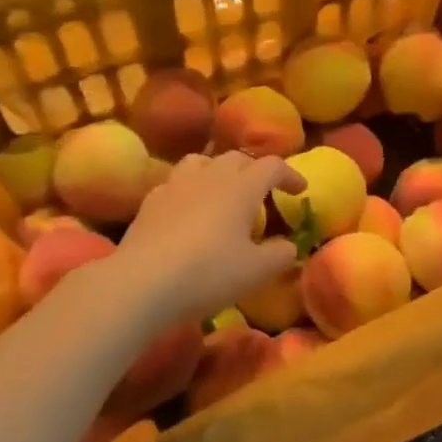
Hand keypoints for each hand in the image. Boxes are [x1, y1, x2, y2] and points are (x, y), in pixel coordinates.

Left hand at [115, 151, 305, 326]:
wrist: (141, 283)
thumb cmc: (208, 273)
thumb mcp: (257, 271)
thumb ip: (280, 255)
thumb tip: (289, 246)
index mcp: (241, 187)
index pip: (272, 166)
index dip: (290, 175)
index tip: (300, 191)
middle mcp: (210, 176)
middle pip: (237, 158)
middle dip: (254, 171)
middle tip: (263, 194)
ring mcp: (176, 185)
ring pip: (202, 162)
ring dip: (219, 172)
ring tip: (223, 192)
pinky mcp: (150, 201)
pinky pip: (176, 183)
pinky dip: (190, 190)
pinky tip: (188, 212)